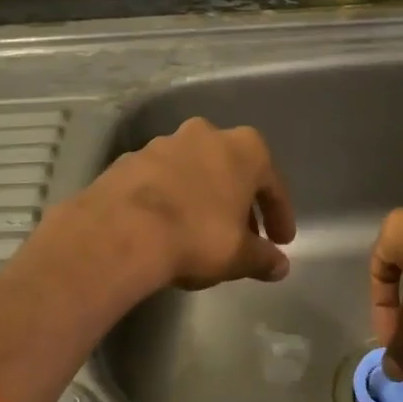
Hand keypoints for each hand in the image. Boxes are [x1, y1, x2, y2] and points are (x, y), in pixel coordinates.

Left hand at [79, 118, 296, 290]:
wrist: (122, 230)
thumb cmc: (196, 235)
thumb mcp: (239, 255)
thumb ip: (263, 258)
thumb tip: (279, 266)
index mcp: (243, 148)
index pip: (272, 183)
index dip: (279, 215)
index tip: (280, 241)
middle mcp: (205, 135)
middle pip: (232, 170)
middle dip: (239, 202)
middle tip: (243, 236)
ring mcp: (164, 143)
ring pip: (194, 170)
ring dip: (203, 196)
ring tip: (202, 230)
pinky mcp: (130, 159)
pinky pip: (161, 179)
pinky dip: (170, 197)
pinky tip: (166, 225)